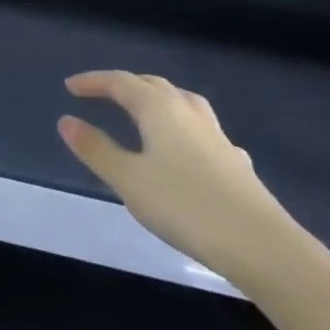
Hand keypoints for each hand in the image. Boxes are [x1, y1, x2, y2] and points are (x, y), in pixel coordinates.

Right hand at [57, 71, 307, 285]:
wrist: (262, 247)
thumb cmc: (185, 207)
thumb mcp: (128, 179)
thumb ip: (96, 149)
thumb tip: (66, 120)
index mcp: (159, 109)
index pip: (120, 82)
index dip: (94, 82)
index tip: (70, 87)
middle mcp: (189, 113)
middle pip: (153, 86)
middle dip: (124, 85)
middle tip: (101, 94)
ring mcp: (217, 137)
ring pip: (183, 103)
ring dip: (157, 99)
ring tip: (143, 110)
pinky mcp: (236, 162)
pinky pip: (203, 131)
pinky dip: (185, 128)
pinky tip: (189, 149)